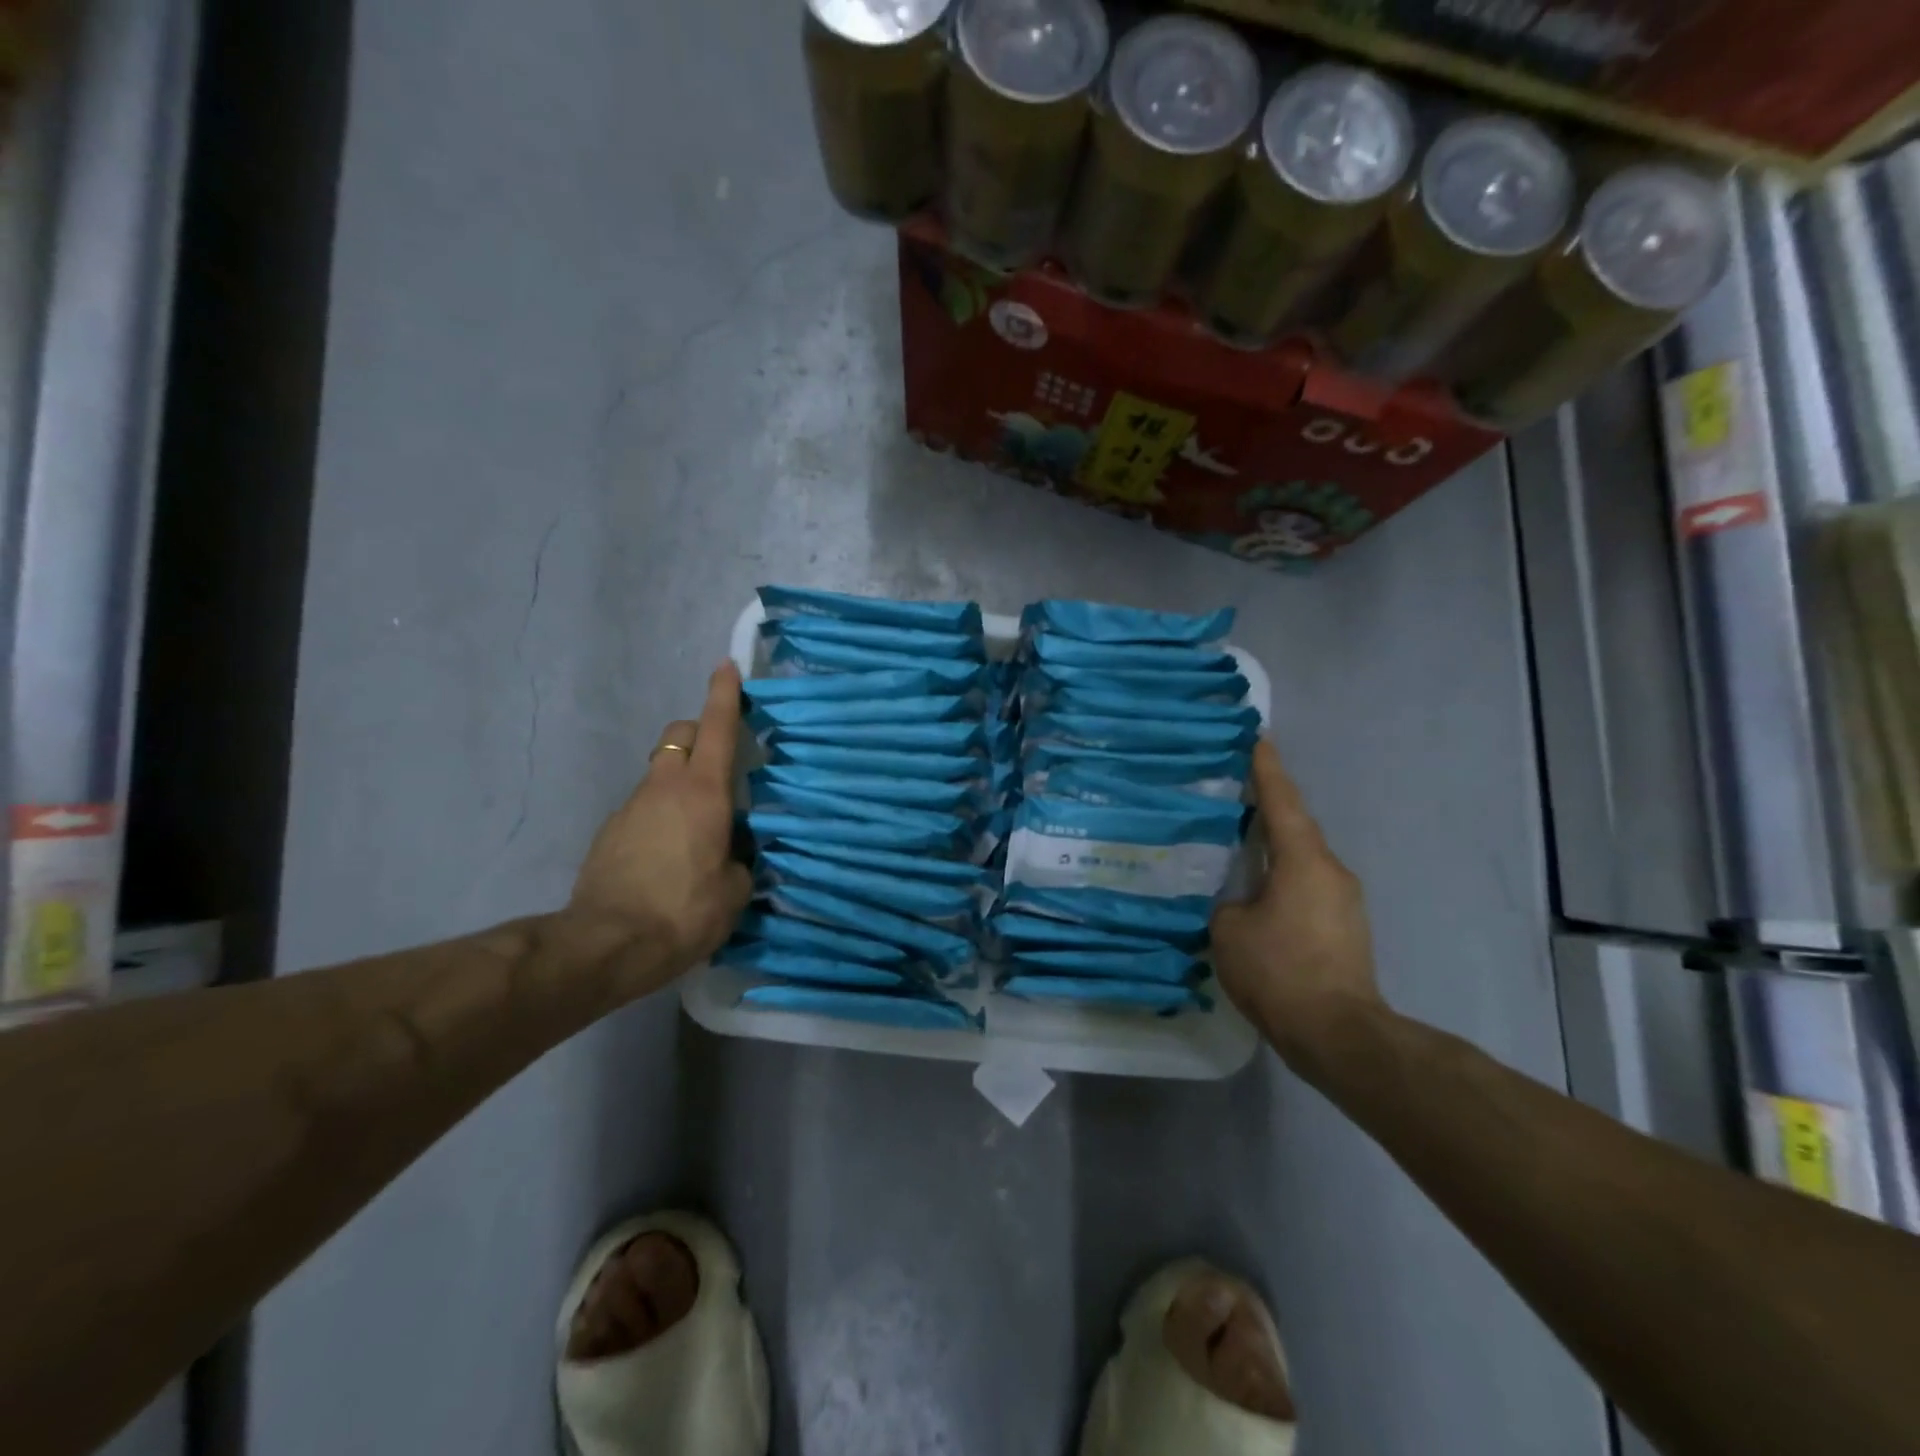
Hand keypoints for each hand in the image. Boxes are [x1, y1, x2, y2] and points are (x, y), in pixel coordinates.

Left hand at [566, 662, 753, 993]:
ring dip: (680, 783)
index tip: (727, 666)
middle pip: (679, 735)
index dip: (724, 694)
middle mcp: (665, 786)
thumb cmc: (684, 910)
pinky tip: (667, 857)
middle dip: (699, 734)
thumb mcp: (735, 890)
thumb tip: (733, 853)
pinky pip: (643, 808)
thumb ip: (741, 859)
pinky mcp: (609, 832)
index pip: (716, 727)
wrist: (607, 945)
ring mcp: (630, 807)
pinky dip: (660, 816)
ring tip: (698, 829)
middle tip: (720, 763)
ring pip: (660, 773)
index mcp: (703, 791)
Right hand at [1211, 739, 1385, 1068]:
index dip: (1266, 767)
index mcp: (1303, 860)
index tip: (1257, 736)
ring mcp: (1344, 899)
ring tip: (1238, 843)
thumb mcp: (1229, 931)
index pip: (1281, 801)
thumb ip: (1224, 901)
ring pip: (1301, 858)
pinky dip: (1282, 877)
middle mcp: (1331, 870)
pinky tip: (1257, 892)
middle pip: (1294, 827)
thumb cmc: (1280, 972)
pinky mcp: (1346, 926)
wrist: (1339, 1034)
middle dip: (1266, 807)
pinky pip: (1308, 885)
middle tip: (1232, 792)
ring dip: (1273, 847)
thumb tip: (1232, 898)